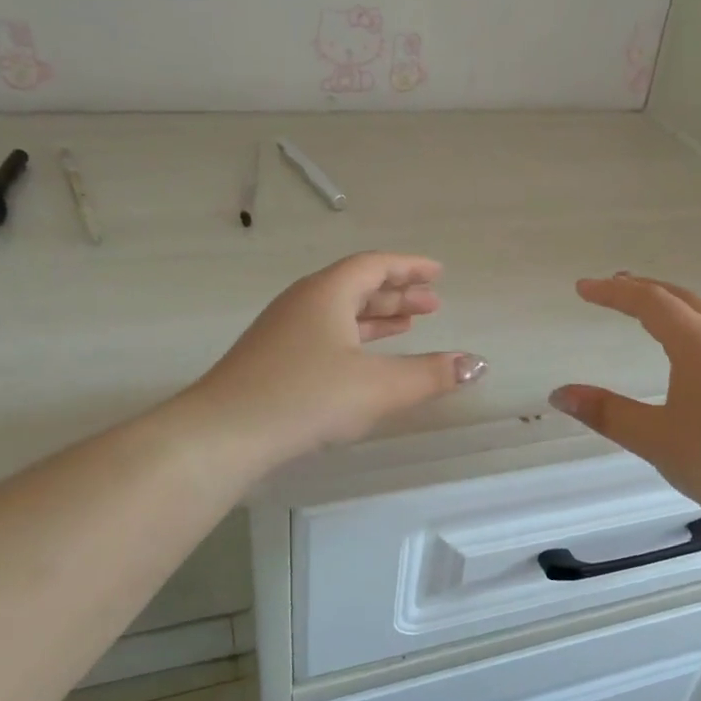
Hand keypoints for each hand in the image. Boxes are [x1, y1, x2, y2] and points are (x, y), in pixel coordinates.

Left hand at [187, 252, 485, 467]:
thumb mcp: (379, 387)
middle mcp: (303, 302)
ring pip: (339, 313)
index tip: (438, 274)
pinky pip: (325, 334)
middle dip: (397, 294)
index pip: (375, 266)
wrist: (223, 434)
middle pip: (357, 286)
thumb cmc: (306, 398)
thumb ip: (431, 375)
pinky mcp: (272, 359)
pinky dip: (353, 339)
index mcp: (327, 293)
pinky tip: (363, 361)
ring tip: (407, 327)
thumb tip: (477, 364)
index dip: (410, 268)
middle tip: (432, 305)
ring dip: (375, 317)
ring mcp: (283, 331)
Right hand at [549, 274, 700, 538]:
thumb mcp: (656, 439)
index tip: (583, 288)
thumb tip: (560, 394)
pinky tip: (687, 358)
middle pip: (683, 299)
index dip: (613, 293)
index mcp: (699, 346)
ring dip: (672, 307)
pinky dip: (691, 329)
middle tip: (614, 287)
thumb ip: (607, 413)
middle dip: (645, 289)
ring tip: (646, 315)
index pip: (650, 302)